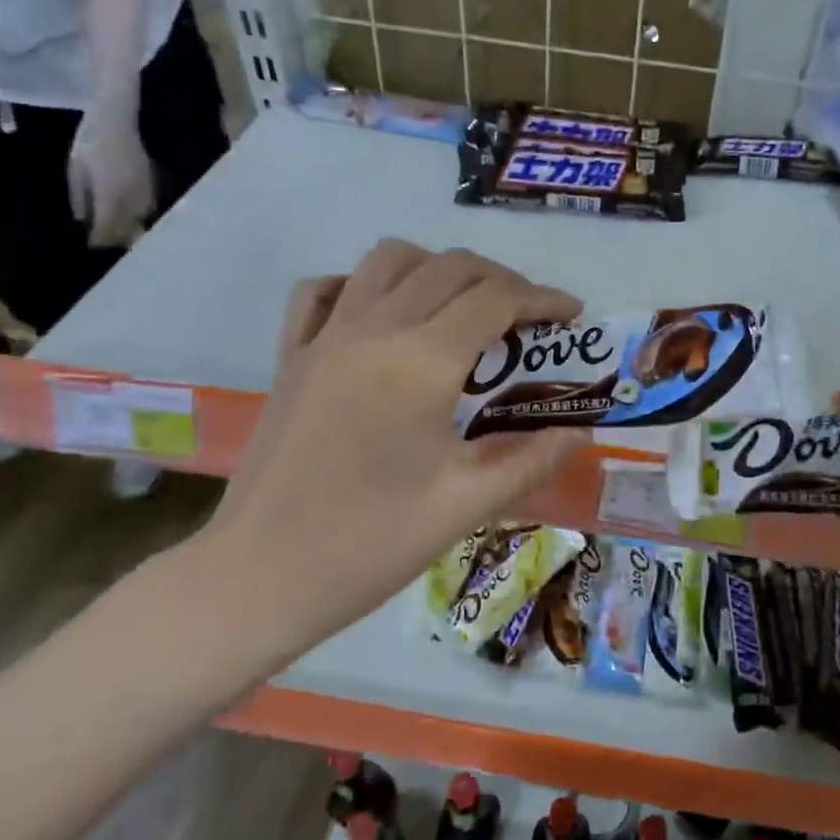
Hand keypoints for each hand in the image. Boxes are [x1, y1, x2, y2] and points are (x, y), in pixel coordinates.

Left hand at [66, 111, 154, 247]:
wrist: (118, 121)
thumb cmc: (90, 143)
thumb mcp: (75, 170)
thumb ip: (81, 198)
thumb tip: (83, 220)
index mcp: (111, 200)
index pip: (107, 231)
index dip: (98, 240)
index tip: (90, 244)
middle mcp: (133, 203)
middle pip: (127, 231)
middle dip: (116, 238)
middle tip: (104, 240)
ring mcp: (147, 195)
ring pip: (141, 222)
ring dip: (130, 229)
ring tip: (119, 231)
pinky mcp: (154, 187)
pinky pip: (148, 210)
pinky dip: (139, 216)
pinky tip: (131, 214)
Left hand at [198, 242, 590, 663]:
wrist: (258, 579)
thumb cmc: (370, 544)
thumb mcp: (466, 505)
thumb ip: (533, 460)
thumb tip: (581, 432)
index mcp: (421, 363)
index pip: (496, 300)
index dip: (543, 299)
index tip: (572, 315)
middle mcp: (374, 330)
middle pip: (450, 267)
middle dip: (502, 279)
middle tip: (528, 318)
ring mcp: (324, 337)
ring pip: (389, 260)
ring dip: (438, 269)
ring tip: (463, 309)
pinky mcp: (291, 356)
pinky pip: (325, 290)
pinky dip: (364, 285)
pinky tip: (385, 317)